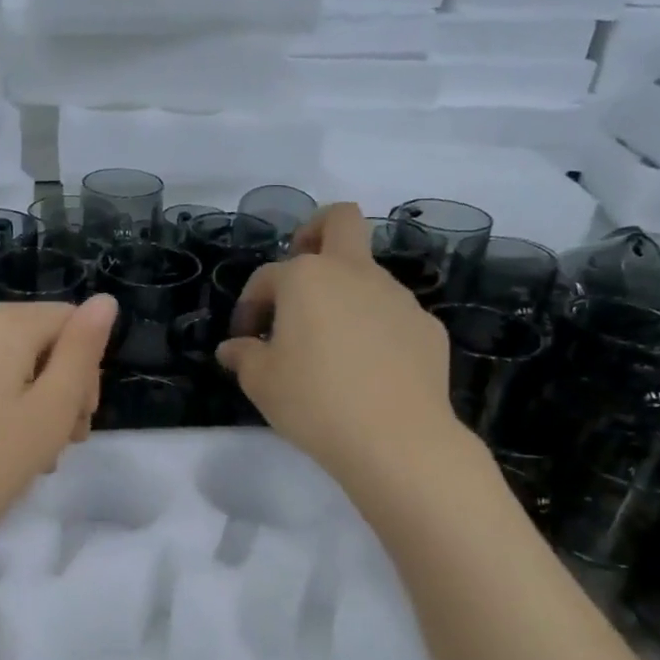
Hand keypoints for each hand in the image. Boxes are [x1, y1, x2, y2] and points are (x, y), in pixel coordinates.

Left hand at [0, 295, 117, 561]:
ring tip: (31, 457)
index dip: (87, 372)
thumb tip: (105, 300)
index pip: (72, 323)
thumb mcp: (52, 408)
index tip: (78, 424)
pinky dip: (0, 404)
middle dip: (60, 390)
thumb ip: (83, 350)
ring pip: (13, 362)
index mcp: (3, 319)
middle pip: (42, 341)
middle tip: (59, 447)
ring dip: (33, 404)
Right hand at [217, 204, 465, 488]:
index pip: (267, 276)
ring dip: (345, 295)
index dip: (250, 305)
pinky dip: (375, 329)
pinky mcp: (426, 327)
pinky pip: (392, 316)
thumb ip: (243, 356)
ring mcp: (397, 297)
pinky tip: (369, 370)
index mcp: (306, 278)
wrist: (396, 439)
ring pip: (367, 274)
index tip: (245, 339)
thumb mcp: (261, 383)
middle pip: (340, 221)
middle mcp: (354, 274)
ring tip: (332, 347)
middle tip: (300, 275)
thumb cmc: (314, 402)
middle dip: (315, 232)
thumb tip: (233, 348)